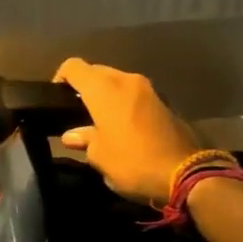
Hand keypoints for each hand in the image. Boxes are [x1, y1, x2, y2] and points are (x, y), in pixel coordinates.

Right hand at [52, 58, 200, 205]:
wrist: (187, 174)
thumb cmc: (133, 162)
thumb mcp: (99, 156)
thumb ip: (84, 139)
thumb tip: (72, 135)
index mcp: (104, 89)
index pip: (74, 67)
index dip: (60, 78)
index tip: (55, 98)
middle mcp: (126, 80)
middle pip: (96, 71)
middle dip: (84, 87)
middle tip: (75, 111)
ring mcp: (148, 89)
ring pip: (117, 82)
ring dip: (105, 95)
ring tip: (97, 120)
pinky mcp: (163, 102)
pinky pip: (133, 94)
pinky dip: (123, 103)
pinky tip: (120, 126)